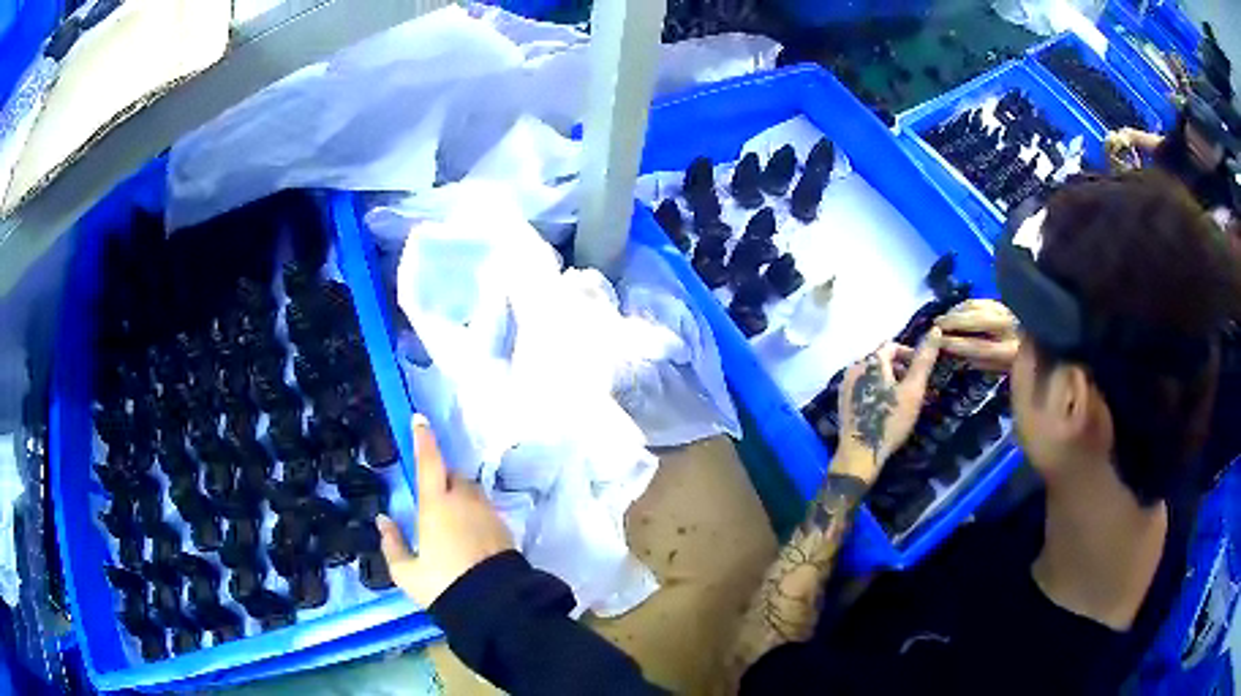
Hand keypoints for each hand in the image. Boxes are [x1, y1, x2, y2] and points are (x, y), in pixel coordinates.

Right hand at [377, 416, 514, 606]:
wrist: (494, 605)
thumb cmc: (443, 585)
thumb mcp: (407, 572)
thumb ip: (392, 544)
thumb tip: (383, 521)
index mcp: (436, 505)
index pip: (429, 462)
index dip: (423, 439)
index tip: (419, 420)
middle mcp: (464, 501)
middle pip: (453, 475)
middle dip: (441, 476)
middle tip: (430, 494)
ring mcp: (487, 513)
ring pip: (471, 491)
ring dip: (459, 494)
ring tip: (448, 518)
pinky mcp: (504, 528)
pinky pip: (484, 509)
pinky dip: (473, 512)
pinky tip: (466, 535)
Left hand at [833, 330, 940, 482]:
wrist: (860, 453)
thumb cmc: (890, 421)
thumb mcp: (913, 390)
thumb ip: (924, 360)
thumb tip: (936, 330)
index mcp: (871, 360)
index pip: (892, 345)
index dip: (909, 354)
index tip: (921, 371)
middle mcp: (854, 366)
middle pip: (880, 358)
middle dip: (899, 367)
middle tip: (913, 386)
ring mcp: (845, 383)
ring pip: (871, 372)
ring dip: (887, 378)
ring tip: (901, 397)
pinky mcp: (843, 399)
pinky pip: (862, 385)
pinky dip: (876, 388)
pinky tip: (884, 406)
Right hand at [934, 299, 1018, 372]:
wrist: (1035, 345)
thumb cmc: (1016, 363)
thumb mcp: (1001, 370)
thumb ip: (982, 362)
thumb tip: (959, 354)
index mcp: (1010, 350)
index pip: (979, 346)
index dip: (958, 344)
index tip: (940, 343)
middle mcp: (1009, 327)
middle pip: (977, 320)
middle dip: (954, 321)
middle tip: (936, 324)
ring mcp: (1007, 311)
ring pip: (979, 306)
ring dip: (958, 311)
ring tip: (944, 318)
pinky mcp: (1004, 302)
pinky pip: (981, 300)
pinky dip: (966, 305)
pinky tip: (956, 310)